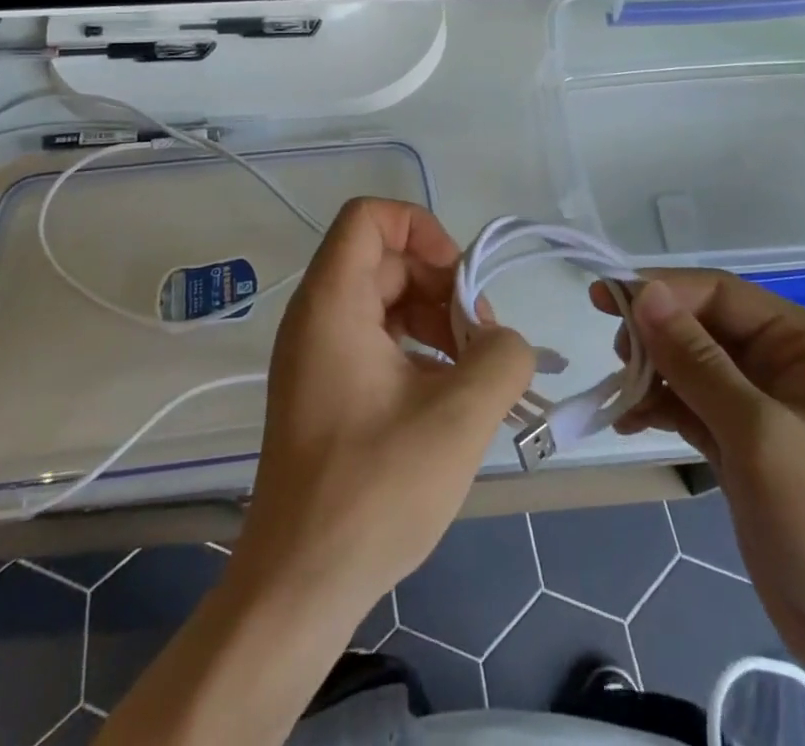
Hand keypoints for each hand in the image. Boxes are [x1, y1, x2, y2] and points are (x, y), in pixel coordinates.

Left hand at [235, 198, 535, 615]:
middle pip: (388, 261)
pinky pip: (379, 341)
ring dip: (437, 323)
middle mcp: (317, 317)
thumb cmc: (372, 491)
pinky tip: (450, 399)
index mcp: (332, 303)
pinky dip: (419, 353)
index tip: (460, 282)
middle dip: (444, 288)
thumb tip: (505, 339)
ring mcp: (318, 355)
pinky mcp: (326, 390)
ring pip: (388, 302)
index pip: (369, 216)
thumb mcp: (458, 418)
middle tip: (482, 342)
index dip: (422, 229)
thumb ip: (502, 357)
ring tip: (474, 374)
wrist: (298, 587)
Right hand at [592, 273, 804, 684]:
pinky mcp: (744, 448)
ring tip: (619, 395)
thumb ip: (697, 361)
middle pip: (701, 326)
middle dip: (654, 335)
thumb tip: (644, 292)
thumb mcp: (760, 435)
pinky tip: (628, 421)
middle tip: (613, 358)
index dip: (661, 290)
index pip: (718, 293)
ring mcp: (762, 408)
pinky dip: (660, 409)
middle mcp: (782, 364)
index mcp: (802, 343)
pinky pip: (691, 408)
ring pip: (691, 366)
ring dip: (651, 373)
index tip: (604, 300)